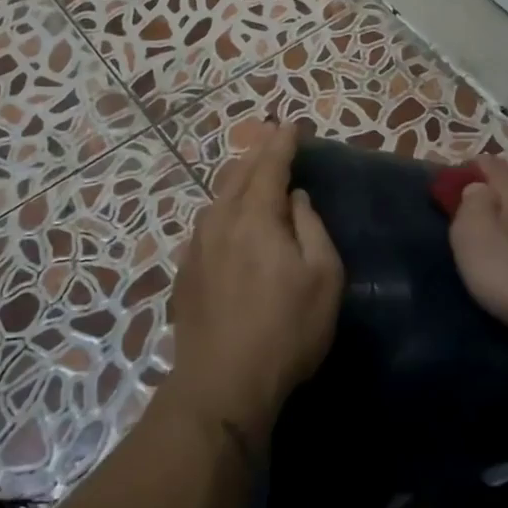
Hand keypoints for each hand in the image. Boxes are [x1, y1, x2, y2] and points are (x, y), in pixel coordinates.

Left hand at [164, 124, 343, 445]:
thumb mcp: (322, 277)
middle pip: (237, 175)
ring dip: (237, 179)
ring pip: (217, 198)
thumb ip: (310, 228)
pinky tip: (227, 218)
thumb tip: (296, 198)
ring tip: (252, 172)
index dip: (282, 142)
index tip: (292, 124)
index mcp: (255, 217)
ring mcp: (197, 247)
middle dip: (257, 153)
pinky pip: (207, 223)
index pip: (269, 166)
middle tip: (272, 139)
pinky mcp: (185, 272)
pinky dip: (223, 208)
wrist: (222, 383)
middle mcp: (220, 222)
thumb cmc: (286, 329)